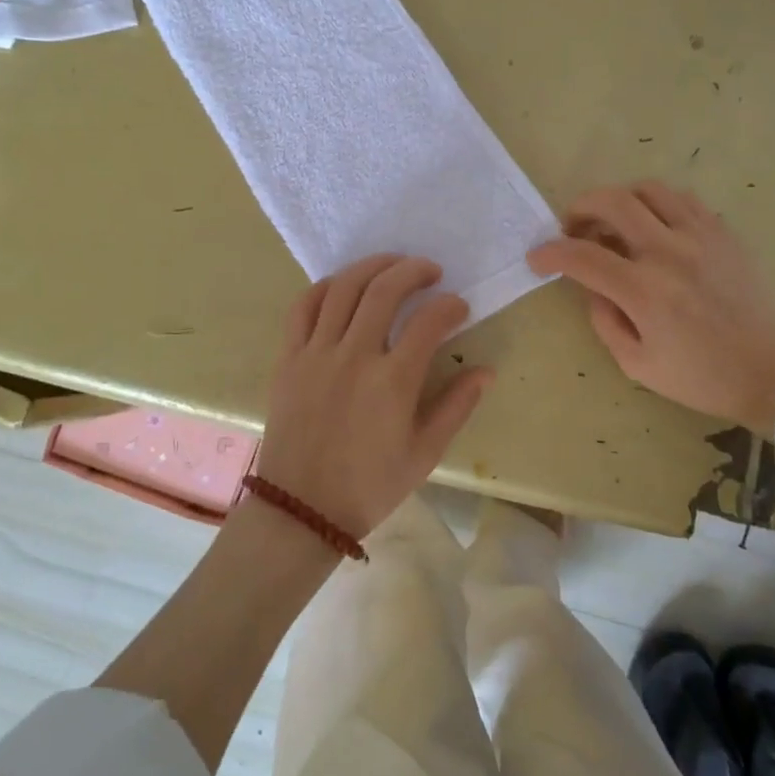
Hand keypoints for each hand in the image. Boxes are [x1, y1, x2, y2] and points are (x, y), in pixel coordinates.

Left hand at [257, 255, 491, 538]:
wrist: (302, 510)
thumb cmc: (369, 486)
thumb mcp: (424, 453)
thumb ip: (456, 406)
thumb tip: (486, 371)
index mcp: (392, 382)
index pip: (429, 321)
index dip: (450, 305)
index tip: (459, 307)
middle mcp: (353, 356)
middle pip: (384, 290)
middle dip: (413, 270)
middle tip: (431, 271)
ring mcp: (316, 353)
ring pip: (343, 288)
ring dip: (372, 267)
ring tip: (392, 265)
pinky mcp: (288, 358)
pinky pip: (302, 307)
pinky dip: (324, 287)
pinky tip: (343, 285)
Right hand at [527, 182, 774, 433]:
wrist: (772, 374)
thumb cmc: (700, 377)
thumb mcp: (636, 364)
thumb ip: (603, 319)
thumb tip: (592, 286)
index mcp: (645, 291)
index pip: (582, 256)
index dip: (550, 253)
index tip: (537, 258)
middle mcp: (670, 252)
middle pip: (613, 202)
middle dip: (580, 207)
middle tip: (572, 227)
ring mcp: (701, 237)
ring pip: (649, 189)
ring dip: (620, 200)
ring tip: (614, 223)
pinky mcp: (724, 234)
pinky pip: (683, 199)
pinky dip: (656, 205)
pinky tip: (653, 227)